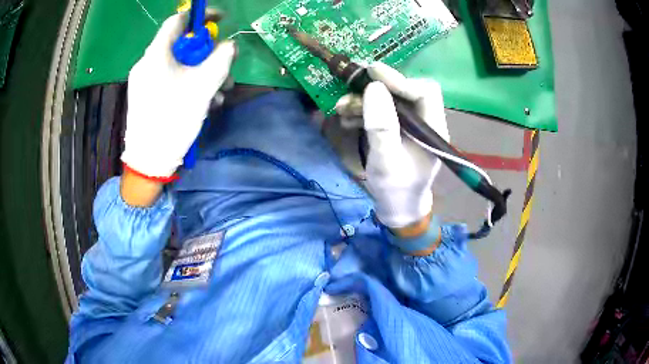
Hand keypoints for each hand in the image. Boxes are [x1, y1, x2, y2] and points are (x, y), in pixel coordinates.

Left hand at [120, 13, 235, 179]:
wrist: (149, 161)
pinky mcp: (145, 96)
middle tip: (224, 69)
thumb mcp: (204, 85)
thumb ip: (221, 58)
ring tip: (218, 95)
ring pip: (178, 66)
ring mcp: (145, 81)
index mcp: (156, 54)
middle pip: (182, 46)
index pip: (178, 20)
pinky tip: (202, 104)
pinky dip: (187, 86)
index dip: (201, 16)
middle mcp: (147, 63)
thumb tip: (229, 45)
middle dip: (207, 55)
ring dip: (202, 75)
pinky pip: (170, 81)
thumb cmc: (173, 118)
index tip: (221, 21)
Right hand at [336, 63, 449, 229]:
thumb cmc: (395, 189)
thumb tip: (374, 87)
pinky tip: (347, 118)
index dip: (400, 79)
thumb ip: (382, 125)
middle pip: (405, 90)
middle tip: (352, 86)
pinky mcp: (397, 128)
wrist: (395, 208)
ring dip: (364, 100)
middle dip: (377, 88)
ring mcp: (410, 124)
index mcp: (432, 128)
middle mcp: (424, 121)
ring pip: (389, 99)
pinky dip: (363, 110)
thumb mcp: (385, 160)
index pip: (425, 91)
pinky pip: (381, 111)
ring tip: (341, 108)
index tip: (372, 74)